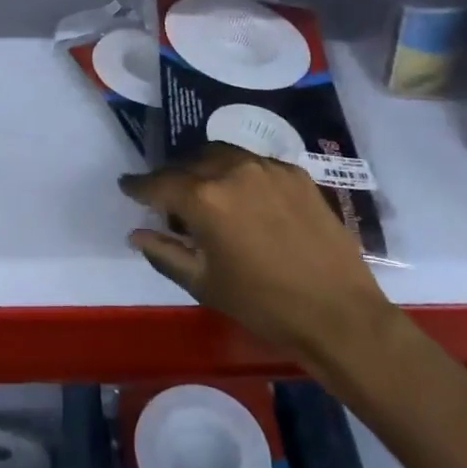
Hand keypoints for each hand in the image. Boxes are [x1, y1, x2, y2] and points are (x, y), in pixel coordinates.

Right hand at [120, 143, 391, 363]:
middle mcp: (232, 169)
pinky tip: (246, 199)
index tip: (127, 186)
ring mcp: (267, 167)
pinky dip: (239, 174)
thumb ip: (165, 252)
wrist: (339, 313)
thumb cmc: (264, 305)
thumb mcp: (205, 284)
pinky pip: (255, 164)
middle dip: (173, 177)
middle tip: (169, 201)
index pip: (158, 182)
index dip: (138, 185)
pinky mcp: (295, 173)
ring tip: (207, 194)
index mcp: (204, 198)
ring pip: (222, 154)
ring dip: (206, 168)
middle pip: (189, 162)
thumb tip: (137, 233)